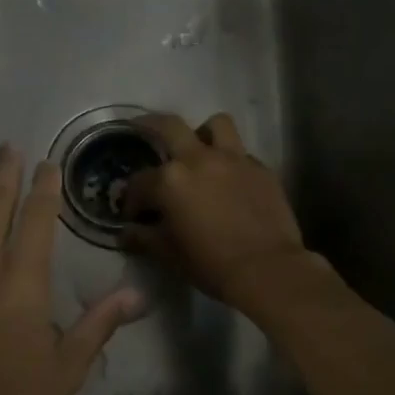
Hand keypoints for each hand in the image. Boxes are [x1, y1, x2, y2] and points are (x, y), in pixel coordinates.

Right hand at [121, 112, 321, 311]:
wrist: (267, 270)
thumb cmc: (210, 263)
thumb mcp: (168, 254)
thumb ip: (143, 238)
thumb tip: (126, 232)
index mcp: (170, 180)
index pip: (139, 182)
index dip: (132, 200)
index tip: (134, 215)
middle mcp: (199, 159)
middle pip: (169, 126)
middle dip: (150, 127)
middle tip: (144, 133)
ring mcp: (234, 159)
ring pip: (216, 125)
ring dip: (203, 133)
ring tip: (199, 151)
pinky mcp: (261, 169)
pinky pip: (242, 154)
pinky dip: (231, 162)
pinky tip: (230, 182)